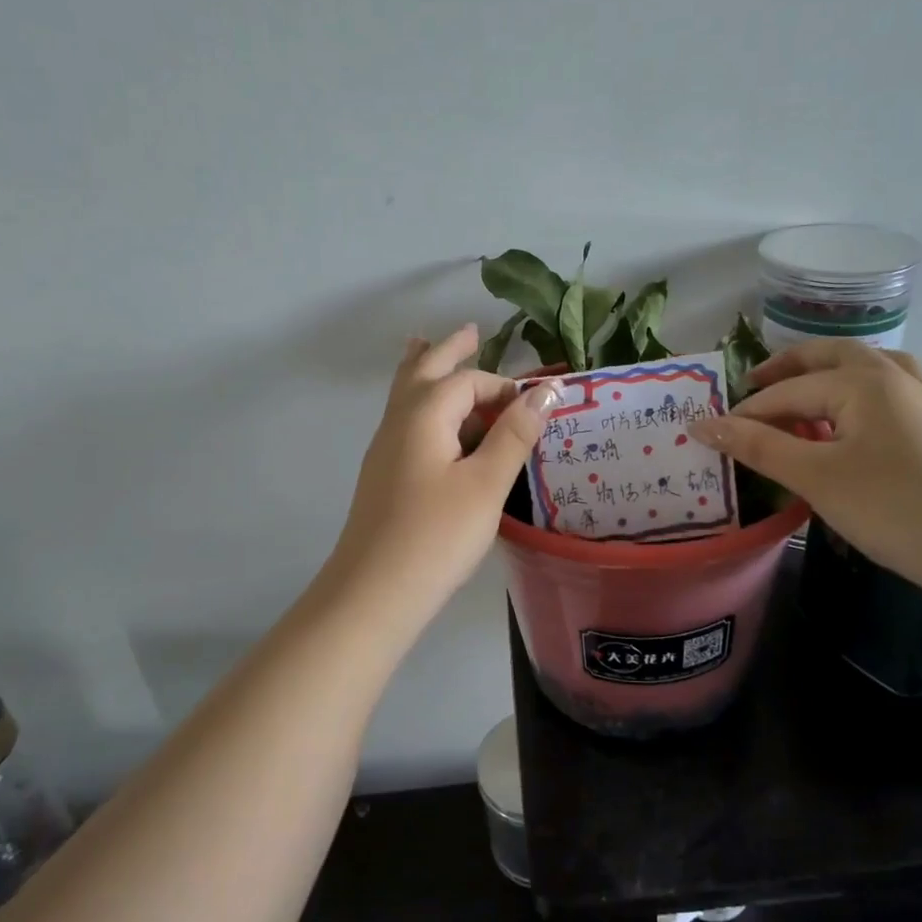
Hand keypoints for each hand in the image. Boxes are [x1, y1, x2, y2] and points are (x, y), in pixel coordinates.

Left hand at [326, 325, 558, 624]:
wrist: (375, 591)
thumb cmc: (437, 534)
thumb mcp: (486, 483)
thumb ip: (514, 434)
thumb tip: (546, 390)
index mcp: (423, 415)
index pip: (467, 382)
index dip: (503, 388)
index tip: (535, 408)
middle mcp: (398, 422)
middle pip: (423, 371)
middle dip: (448, 350)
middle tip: (470, 331)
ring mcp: (385, 449)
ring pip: (405, 395)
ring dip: (425, 371)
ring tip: (428, 347)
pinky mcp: (384, 475)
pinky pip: (404, 421)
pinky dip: (420, 404)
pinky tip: (430, 420)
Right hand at [688, 340, 921, 584]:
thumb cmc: (890, 507)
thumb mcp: (815, 476)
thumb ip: (757, 446)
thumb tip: (702, 425)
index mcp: (862, 380)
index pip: (788, 391)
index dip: (746, 412)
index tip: (712, 434)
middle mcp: (893, 377)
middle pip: (830, 357)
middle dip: (787, 367)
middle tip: (752, 385)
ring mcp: (920, 400)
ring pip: (865, 368)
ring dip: (826, 372)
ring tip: (800, 391)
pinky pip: (887, 390)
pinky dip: (858, 390)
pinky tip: (852, 415)